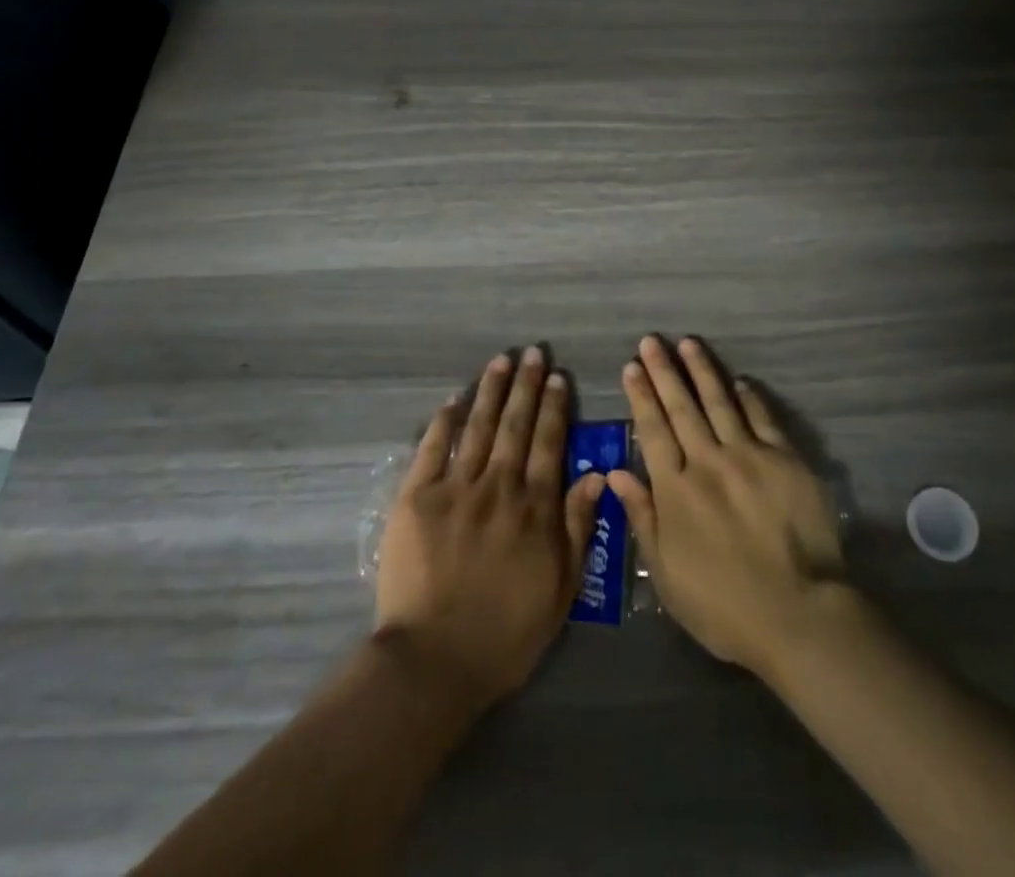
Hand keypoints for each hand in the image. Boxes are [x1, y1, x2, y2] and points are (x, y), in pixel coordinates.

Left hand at [375, 346, 605, 711]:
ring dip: (492, 391)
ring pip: (479, 427)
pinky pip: (433, 449)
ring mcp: (456, 488)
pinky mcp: (417, 498)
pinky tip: (454, 400)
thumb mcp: (561, 589)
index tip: (558, 378)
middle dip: (527, 386)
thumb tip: (597, 475)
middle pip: (516, 426)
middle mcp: (499, 486)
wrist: (434, 660)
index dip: (555, 408)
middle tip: (533, 353)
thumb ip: (578, 528)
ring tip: (502, 361)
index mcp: (535, 507)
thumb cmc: (506, 633)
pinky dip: (445, 422)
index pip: (550, 444)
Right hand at [608, 336, 846, 678]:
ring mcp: (748, 456)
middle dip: (664, 371)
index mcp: (676, 490)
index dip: (641, 396)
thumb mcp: (666, 573)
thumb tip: (616, 473)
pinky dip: (748, 397)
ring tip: (688, 343)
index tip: (632, 366)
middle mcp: (707, 462)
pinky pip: (762, 418)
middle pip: (681, 407)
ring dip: (702, 371)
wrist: (797, 612)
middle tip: (652, 340)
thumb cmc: (723, 605)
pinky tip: (740, 380)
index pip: (653, 430)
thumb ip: (642, 517)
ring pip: (719, 402)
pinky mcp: (784, 459)